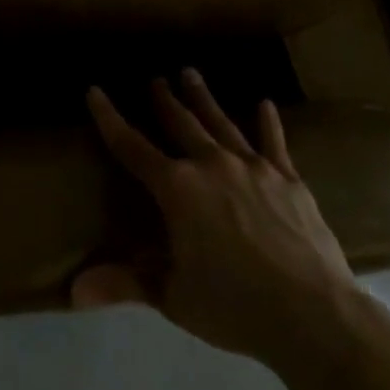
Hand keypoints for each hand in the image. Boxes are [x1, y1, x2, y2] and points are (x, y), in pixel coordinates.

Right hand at [72, 72, 357, 374]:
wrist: (315, 316)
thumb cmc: (234, 307)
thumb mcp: (173, 296)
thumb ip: (125, 283)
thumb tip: (73, 292)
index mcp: (177, 189)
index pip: (131, 146)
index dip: (109, 118)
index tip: (95, 91)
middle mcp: (210, 165)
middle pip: (180, 123)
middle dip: (163, 100)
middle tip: (155, 79)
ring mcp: (252, 168)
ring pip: (221, 123)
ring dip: (203, 99)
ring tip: (190, 73)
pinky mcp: (288, 180)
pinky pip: (273, 143)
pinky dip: (267, 123)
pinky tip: (265, 104)